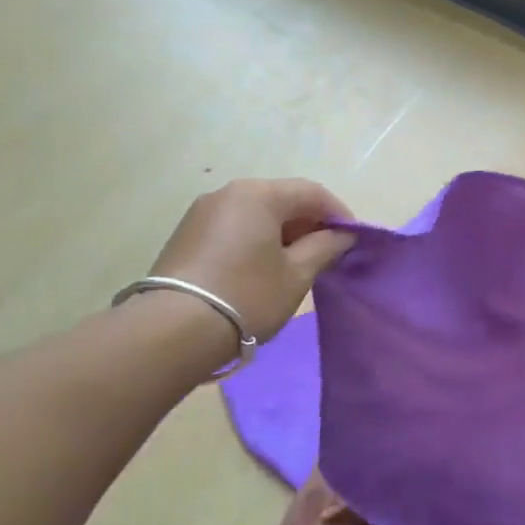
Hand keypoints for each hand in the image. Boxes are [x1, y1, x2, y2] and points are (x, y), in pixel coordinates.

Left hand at [147, 178, 355, 340]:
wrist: (172, 331)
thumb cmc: (247, 295)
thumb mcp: (297, 274)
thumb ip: (325, 247)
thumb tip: (342, 235)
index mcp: (259, 193)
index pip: (312, 192)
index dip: (339, 214)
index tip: (353, 241)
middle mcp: (229, 192)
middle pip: (283, 199)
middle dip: (309, 223)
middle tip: (327, 255)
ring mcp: (203, 212)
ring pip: (257, 213)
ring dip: (283, 233)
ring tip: (296, 265)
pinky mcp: (186, 234)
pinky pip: (235, 227)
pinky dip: (257, 240)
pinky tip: (263, 269)